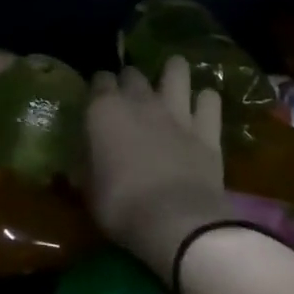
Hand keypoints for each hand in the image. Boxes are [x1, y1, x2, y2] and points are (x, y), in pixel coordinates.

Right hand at [86, 57, 233, 282]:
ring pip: (177, 71)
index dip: (98, 89)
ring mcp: (176, 112)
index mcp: (104, 111)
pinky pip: (209, 101)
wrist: (175, 222)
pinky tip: (202, 109)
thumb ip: (87, 165)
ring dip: (173, 73)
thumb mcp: (89, 190)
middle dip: (129, 81)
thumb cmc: (121, 207)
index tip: (97, 102)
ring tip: (170, 82)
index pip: (99, 80)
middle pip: (133, 72)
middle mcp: (140, 101)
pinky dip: (206, 102)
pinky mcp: (207, 129)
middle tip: (129, 99)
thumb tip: (83, 160)